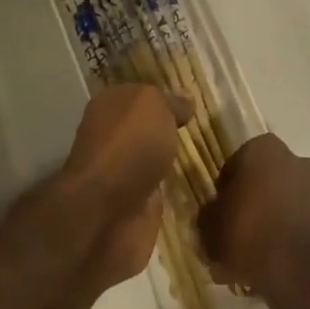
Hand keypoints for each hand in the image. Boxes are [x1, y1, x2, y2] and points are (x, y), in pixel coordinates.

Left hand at [61, 85, 188, 290]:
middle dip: (167, 131)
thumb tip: (185, 100)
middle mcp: (111, 138)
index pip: (139, 95)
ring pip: (150, 161)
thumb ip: (170, 102)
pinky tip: (192, 187)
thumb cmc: (129, 145)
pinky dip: (170, 192)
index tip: (191, 104)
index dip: (163, 98)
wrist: (107, 213)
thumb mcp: (154, 106)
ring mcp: (119, 176)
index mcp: (108, 106)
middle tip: (201, 130)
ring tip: (202, 159)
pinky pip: (156, 192)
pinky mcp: (131, 208)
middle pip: (144, 129)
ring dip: (170, 163)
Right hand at [198, 134, 309, 299]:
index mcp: (264, 148)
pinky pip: (305, 226)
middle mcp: (296, 160)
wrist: (302, 276)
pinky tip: (278, 269)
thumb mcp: (210, 228)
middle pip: (266, 182)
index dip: (225, 190)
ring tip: (256, 260)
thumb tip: (208, 221)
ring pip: (288, 204)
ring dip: (274, 224)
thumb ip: (206, 219)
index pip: (238, 163)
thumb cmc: (250, 235)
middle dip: (253, 205)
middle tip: (236, 237)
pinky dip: (294, 241)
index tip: (219, 214)